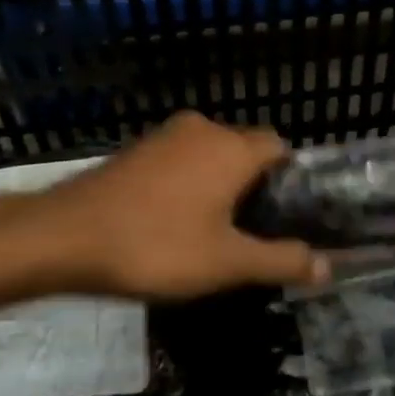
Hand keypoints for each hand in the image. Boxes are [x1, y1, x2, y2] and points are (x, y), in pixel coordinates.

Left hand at [45, 112, 327, 298]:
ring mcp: (164, 137)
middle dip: (253, 185)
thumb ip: (280, 260)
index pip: (279, 147)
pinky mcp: (135, 150)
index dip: (289, 179)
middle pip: (244, 149)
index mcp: (232, 147)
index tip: (287, 215)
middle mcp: (202, 130)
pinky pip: (178, 160)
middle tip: (253, 230)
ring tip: (215, 230)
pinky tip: (174, 219)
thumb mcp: (227, 263)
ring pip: (209, 154)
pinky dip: (187, 182)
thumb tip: (327, 265)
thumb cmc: (158, 246)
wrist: (67, 236)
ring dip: (218, 183)